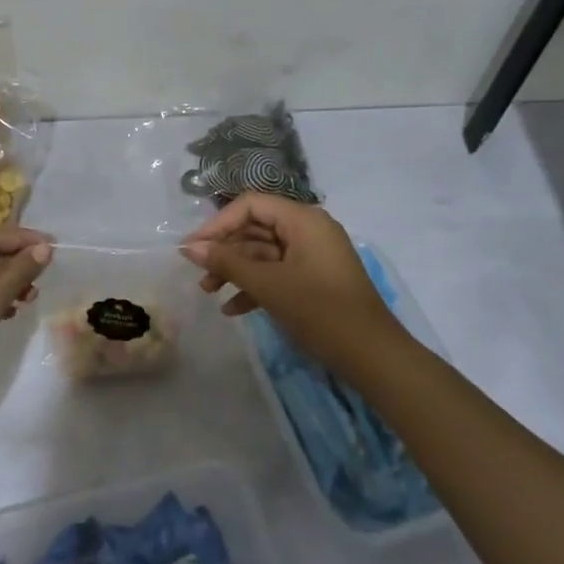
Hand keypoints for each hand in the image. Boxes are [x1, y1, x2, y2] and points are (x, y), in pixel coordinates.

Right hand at [180, 194, 404, 372]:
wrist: (373, 357)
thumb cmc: (320, 311)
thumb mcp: (268, 285)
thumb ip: (227, 262)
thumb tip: (189, 248)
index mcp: (303, 219)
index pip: (250, 205)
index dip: (218, 224)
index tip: (193, 248)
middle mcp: (309, 230)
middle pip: (256, 228)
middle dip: (225, 251)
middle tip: (198, 274)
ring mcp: (313, 256)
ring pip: (264, 253)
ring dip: (236, 271)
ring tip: (209, 292)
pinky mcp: (315, 280)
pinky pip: (278, 272)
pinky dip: (256, 286)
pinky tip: (233, 309)